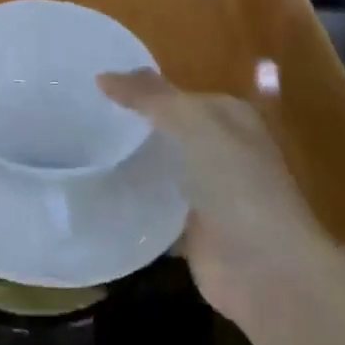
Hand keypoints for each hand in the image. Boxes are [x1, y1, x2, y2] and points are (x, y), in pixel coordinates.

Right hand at [98, 70, 333, 318]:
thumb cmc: (235, 183)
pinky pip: (153, 208)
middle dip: (130, 127)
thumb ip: (149, 97)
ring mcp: (207, 193)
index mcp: (229, 118)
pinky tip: (96, 194)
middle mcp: (221, 151)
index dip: (140, 89)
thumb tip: (102, 75)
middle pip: (166, 131)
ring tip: (78, 154)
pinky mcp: (191, 231)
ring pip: (158, 170)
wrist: (266, 268)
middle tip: (78, 121)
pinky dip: (130, 204)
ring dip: (128, 165)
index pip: (177, 94)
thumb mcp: (192, 123)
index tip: (93, 90)